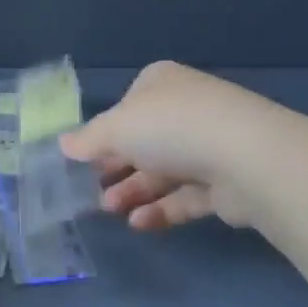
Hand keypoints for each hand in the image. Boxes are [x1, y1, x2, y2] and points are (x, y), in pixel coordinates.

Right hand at [60, 61, 281, 230]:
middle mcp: (186, 109)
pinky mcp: (226, 182)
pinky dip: (162, 209)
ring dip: (134, 191)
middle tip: (92, 191)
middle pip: (144, 141)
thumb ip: (88, 139)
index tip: (83, 159)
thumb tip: (63, 144)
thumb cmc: (170, 127)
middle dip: (117, 167)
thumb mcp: (116, 127)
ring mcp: (210, 145)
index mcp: (161, 83)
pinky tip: (139, 223)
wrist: (244, 157)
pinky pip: (187, 196)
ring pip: (164, 171)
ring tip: (110, 210)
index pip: (127, 106)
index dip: (105, 133)